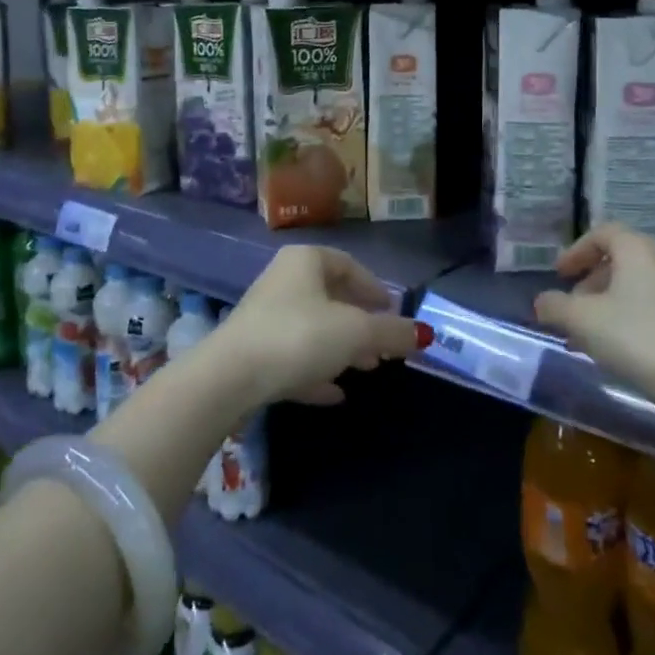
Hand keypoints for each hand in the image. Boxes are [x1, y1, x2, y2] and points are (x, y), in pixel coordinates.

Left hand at [209, 246, 425, 408]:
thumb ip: (392, 333)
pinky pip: (293, 356)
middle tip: (383, 348)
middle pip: (331, 298)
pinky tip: (334, 393)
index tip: (393, 312)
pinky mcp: (252, 351)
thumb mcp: (356, 333)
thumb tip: (424, 334)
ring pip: (313, 328)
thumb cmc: (299, 337)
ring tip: (365, 369)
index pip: (348, 265)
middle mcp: (283, 280)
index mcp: (305, 261)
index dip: (375, 288)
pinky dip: (315, 370)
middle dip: (360, 323)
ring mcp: (264, 316)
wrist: (230, 377)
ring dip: (340, 349)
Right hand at [534, 224, 654, 385]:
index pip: (601, 233)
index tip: (558, 275)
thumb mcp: (583, 320)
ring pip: (632, 287)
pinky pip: (649, 307)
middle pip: (617, 261)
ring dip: (604, 306)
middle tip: (570, 310)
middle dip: (588, 284)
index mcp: (637, 248)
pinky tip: (615, 350)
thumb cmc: (637, 337)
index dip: (575, 252)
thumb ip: (555, 306)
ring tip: (586, 338)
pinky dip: (626, 319)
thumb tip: (541, 302)